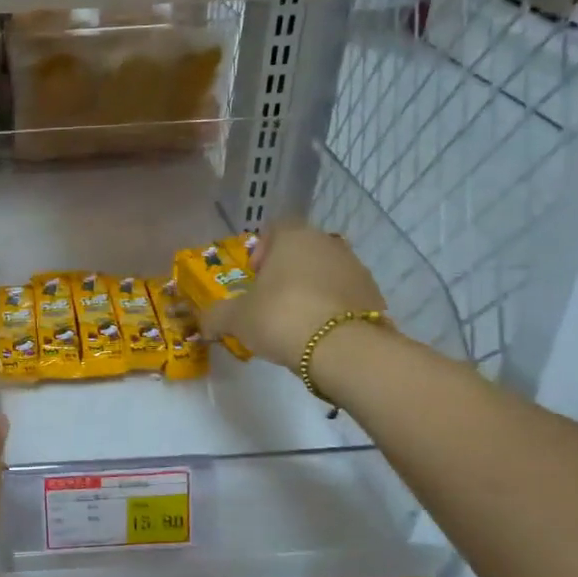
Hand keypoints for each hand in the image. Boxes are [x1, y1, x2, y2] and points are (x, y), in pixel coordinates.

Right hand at [202, 223, 388, 369]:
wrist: (343, 349)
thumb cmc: (281, 317)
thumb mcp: (236, 319)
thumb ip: (216, 316)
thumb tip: (204, 324)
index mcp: (294, 237)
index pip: (275, 228)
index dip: (261, 250)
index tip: (254, 277)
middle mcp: (328, 243)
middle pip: (301, 250)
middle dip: (285, 272)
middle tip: (269, 302)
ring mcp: (356, 267)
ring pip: (325, 272)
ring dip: (310, 289)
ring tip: (295, 322)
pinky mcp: (373, 295)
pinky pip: (344, 295)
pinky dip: (331, 308)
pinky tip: (318, 333)